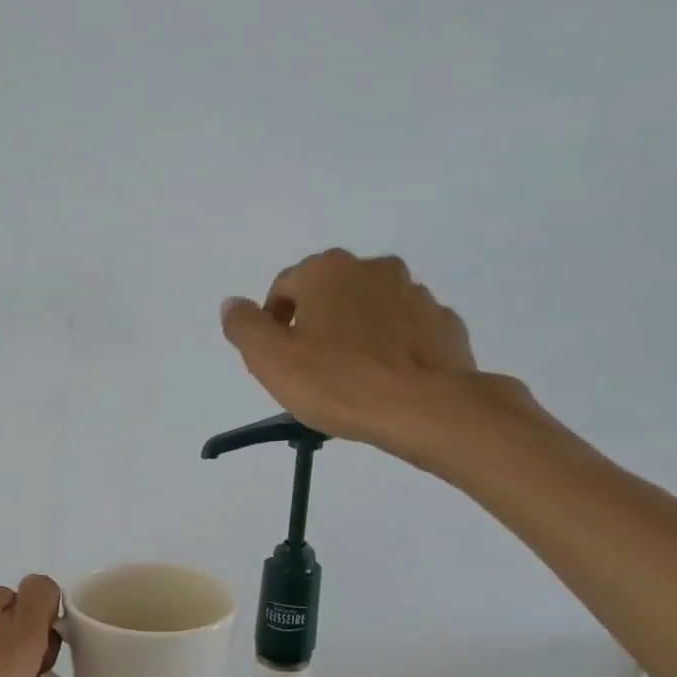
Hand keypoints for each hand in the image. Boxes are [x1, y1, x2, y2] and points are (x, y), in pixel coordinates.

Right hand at [220, 249, 535, 471]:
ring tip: (351, 379)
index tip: (276, 359)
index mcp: (328, 270)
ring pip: (371, 310)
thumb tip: (232, 304)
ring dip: (355, 334)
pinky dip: (392, 348)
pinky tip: (386, 380)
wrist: (424, 408)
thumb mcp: (270, 360)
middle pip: (330, 295)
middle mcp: (374, 268)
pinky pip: (406, 331)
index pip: (284, 286)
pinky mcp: (443, 324)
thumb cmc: (338, 382)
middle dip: (316, 325)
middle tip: (310, 371)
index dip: (272, 322)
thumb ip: (244, 327)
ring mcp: (416, 293)